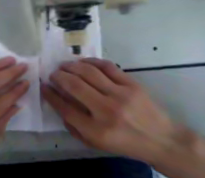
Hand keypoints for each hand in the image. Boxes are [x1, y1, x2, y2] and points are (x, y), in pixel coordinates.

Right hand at [42, 58, 184, 163]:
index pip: (65, 108)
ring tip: (64, 65)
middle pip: (74, 86)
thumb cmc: (124, 143)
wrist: (161, 139)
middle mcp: (106, 110)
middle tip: (53, 73)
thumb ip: (74, 126)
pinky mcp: (131, 83)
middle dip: (59, 77)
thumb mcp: (95, 143)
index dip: (51, 95)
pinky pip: (107, 66)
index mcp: (96, 130)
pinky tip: (82, 62)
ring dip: (72, 66)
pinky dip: (91, 61)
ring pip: (89, 72)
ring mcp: (120, 94)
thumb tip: (59, 103)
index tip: (44, 86)